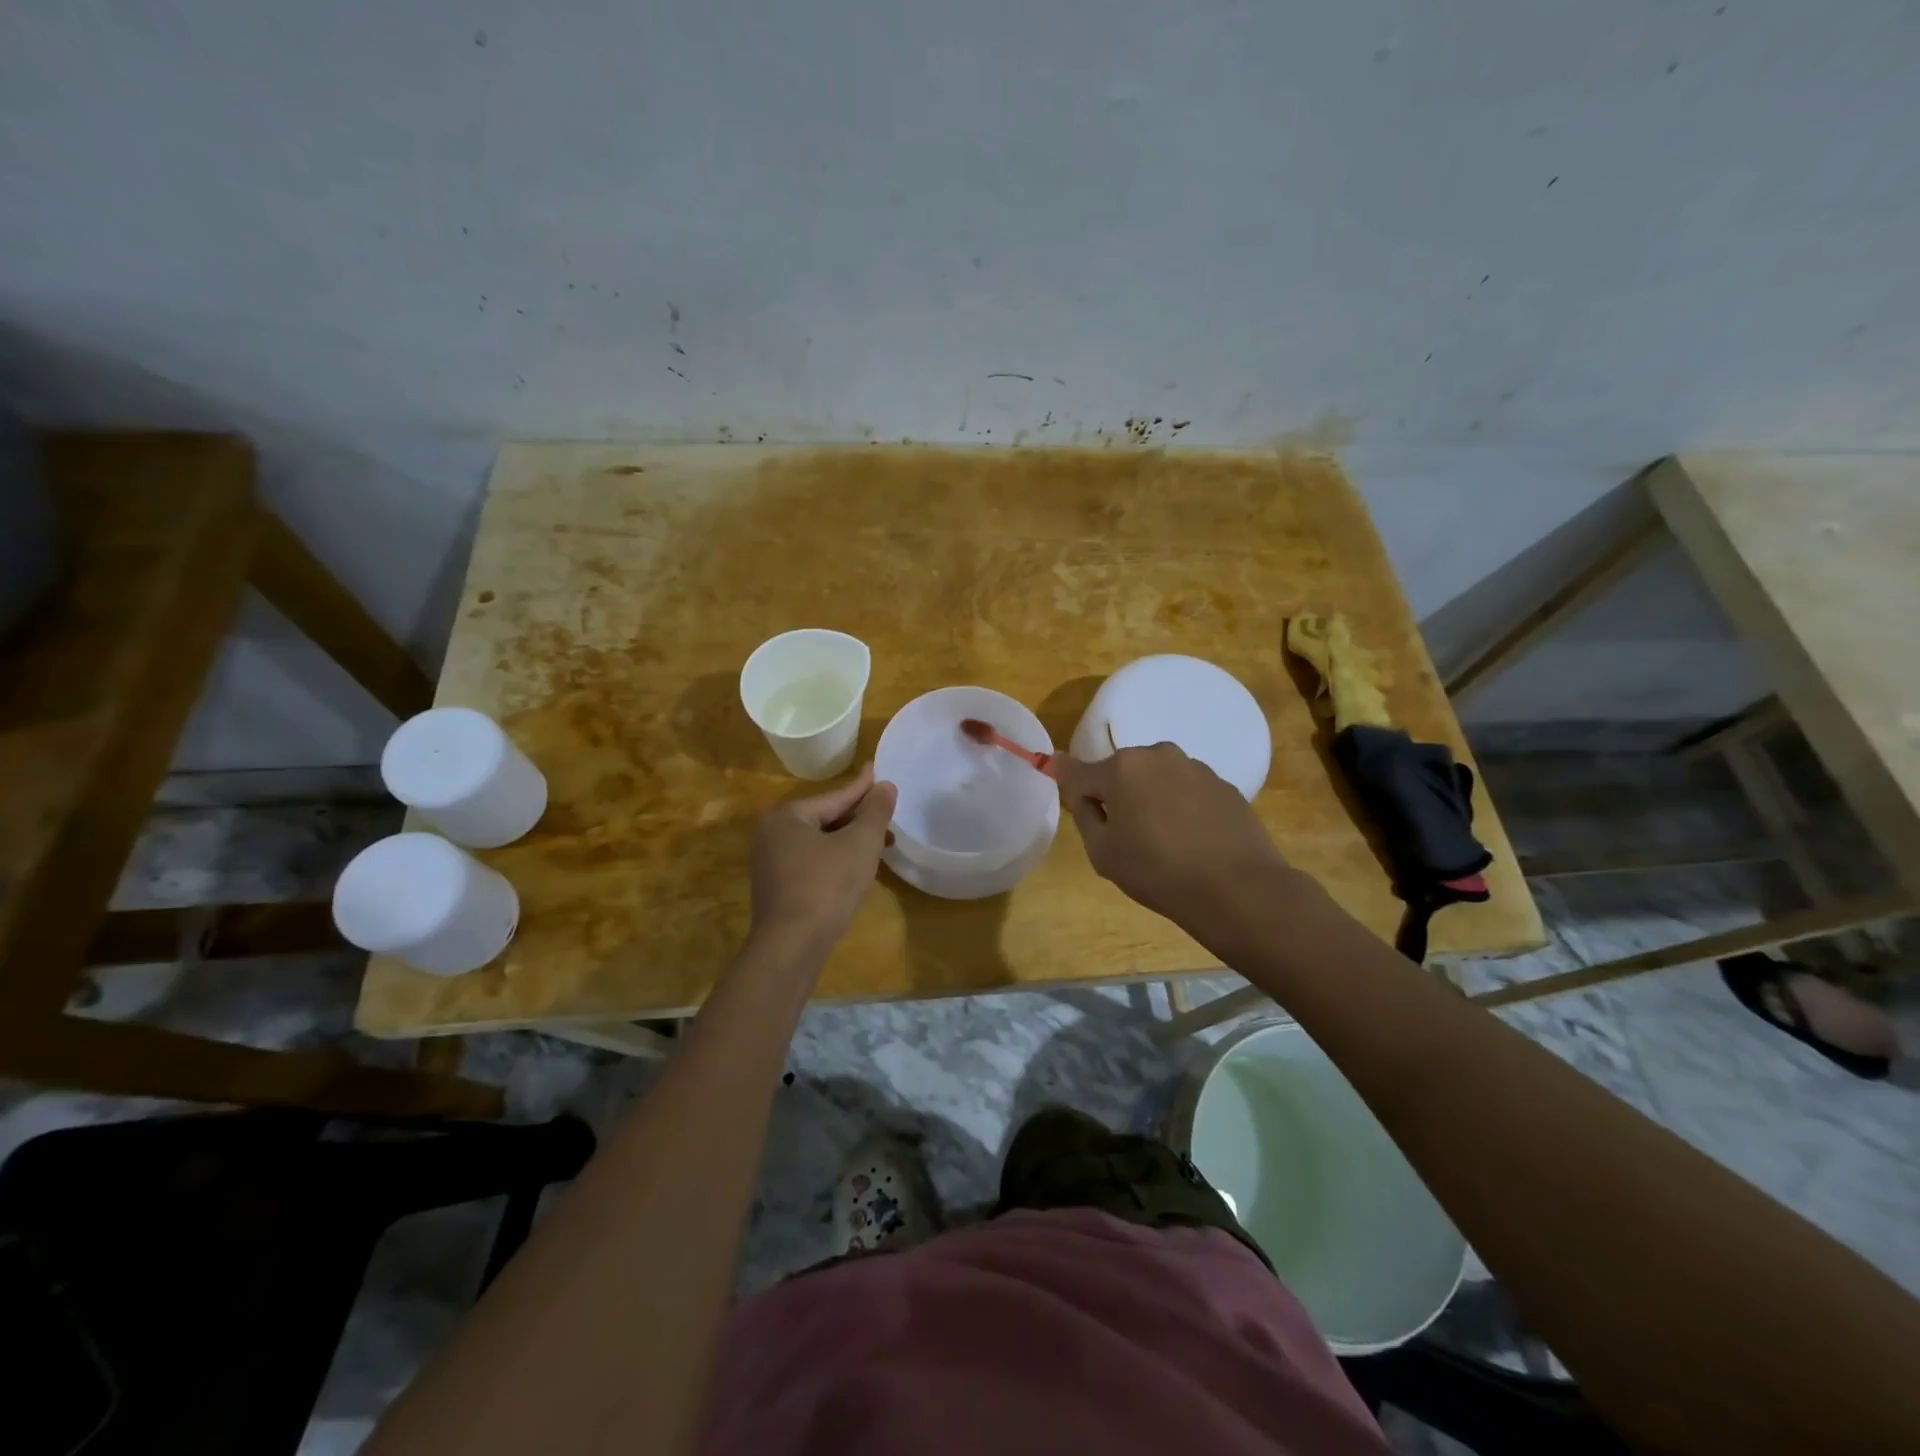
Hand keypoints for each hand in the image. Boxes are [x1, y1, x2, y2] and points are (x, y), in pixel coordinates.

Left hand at [748, 763, 896, 954]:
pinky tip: (857, 868)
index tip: (879, 770)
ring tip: (882, 845)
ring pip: (820, 842)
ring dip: (851, 842)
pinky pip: (812, 861)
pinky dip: (836, 859)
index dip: (863, 788)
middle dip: (860, 819)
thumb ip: (875, 811)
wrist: (791, 947)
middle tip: (889, 817)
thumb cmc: (827, 886)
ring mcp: (770, 861)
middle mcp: (772, 833)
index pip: (835, 797)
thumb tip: (885, 785)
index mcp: (787, 816)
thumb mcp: (860, 844)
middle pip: (826, 818)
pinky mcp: (776, 886)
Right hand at [1058, 743, 1296, 938]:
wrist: (1237, 887)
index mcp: (1121, 768)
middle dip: (1117, 793)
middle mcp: (1157, 755)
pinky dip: (1182, 807)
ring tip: (1164, 839)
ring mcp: (1195, 767)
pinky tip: (1192, 839)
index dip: (1064, 774)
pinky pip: (1188, 790)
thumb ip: (1084, 813)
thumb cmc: (1157, 871)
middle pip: (1122, 772)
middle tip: (1124, 833)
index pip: (1079, 770)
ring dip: (1152, 798)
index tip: (1052, 768)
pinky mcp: (1223, 784)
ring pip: (1157, 779)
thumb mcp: (1102, 852)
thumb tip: (1078, 789)